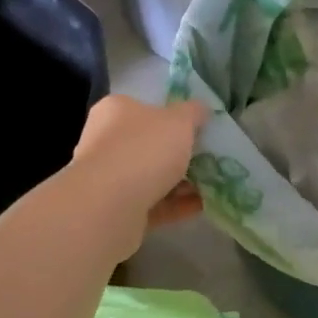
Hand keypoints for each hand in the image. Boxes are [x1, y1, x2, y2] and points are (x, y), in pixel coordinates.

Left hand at [72, 95, 209, 237]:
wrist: (109, 207)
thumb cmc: (144, 150)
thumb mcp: (180, 120)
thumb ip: (193, 112)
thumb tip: (200, 109)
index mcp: (116, 111)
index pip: (145, 107)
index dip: (173, 116)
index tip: (198, 128)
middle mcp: (106, 141)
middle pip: (149, 143)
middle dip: (179, 152)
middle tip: (209, 157)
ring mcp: (108, 178)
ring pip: (151, 176)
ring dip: (181, 181)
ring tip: (212, 184)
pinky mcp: (115, 209)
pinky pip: (152, 203)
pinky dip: (176, 204)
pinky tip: (202, 205)